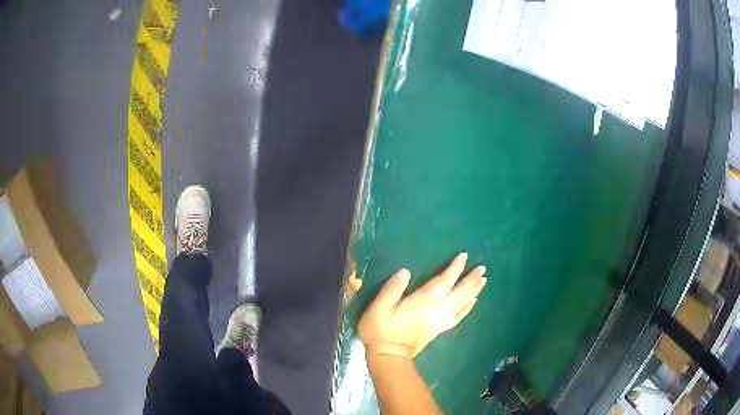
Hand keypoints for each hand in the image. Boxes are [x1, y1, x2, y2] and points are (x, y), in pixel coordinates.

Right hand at [358, 252, 486, 359]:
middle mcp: (436, 310)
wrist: (388, 358)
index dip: (455, 268)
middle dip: (471, 279)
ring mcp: (440, 321)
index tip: (464, 256)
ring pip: (462, 304)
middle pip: (459, 292)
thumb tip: (405, 271)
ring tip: (483, 281)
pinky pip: (458, 317)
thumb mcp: (378, 309)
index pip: (444, 281)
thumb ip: (391, 289)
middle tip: (483, 268)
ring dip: (473, 291)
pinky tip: (473, 302)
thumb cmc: (380, 332)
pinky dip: (468, 308)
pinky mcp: (439, 330)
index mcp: (423, 302)